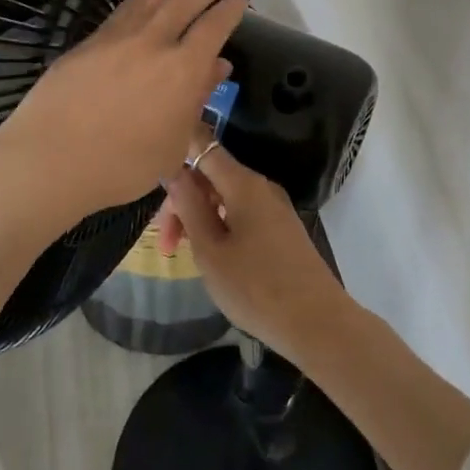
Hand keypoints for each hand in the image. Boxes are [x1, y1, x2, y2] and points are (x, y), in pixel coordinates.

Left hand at [0, 0, 246, 231]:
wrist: (52, 157)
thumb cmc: (123, 166)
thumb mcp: (173, 144)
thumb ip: (197, 101)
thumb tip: (217, 67)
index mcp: (184, 69)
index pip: (214, 29)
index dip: (229, 11)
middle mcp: (154, 44)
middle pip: (184, 4)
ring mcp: (119, 38)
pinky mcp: (89, 42)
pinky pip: (120, 13)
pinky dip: (135, 0)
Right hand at [153, 127, 351, 362]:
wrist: (317, 324)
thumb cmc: (256, 287)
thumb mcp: (210, 249)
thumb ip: (189, 206)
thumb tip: (174, 171)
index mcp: (243, 183)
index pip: (204, 146)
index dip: (177, 149)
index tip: (152, 171)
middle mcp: (261, 186)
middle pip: (212, 175)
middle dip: (183, 199)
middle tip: (164, 241)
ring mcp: (274, 207)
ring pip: (225, 197)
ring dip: (198, 216)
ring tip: (181, 251)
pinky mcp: (281, 229)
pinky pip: (242, 213)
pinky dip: (219, 224)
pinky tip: (210, 253)